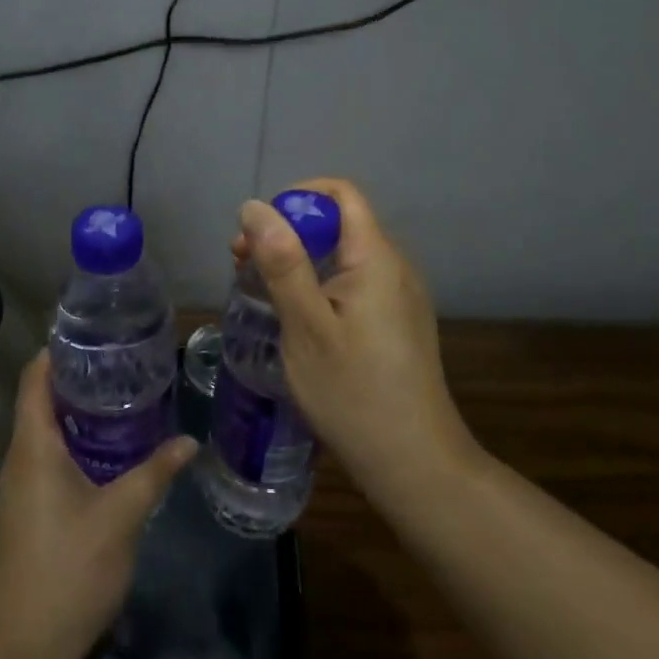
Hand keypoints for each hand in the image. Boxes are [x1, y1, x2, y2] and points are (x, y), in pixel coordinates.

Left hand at [0, 351, 196, 658]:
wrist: (23, 647)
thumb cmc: (69, 568)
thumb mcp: (121, 515)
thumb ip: (154, 473)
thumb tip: (188, 441)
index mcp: (33, 446)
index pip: (34, 378)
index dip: (56, 351)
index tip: (92, 334)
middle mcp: (18, 459)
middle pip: (40, 401)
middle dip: (76, 379)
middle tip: (121, 363)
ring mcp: (19, 488)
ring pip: (44, 433)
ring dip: (77, 413)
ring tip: (121, 398)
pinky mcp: (26, 512)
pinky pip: (46, 459)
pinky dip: (74, 443)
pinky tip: (107, 452)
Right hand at [235, 178, 474, 507]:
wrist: (415, 464)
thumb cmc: (354, 393)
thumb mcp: (306, 326)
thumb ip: (282, 262)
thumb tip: (255, 207)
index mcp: (376, 258)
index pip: (340, 194)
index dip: (295, 199)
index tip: (257, 232)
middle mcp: (394, 267)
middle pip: (339, 223)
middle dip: (289, 232)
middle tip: (243, 266)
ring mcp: (399, 296)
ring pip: (343, 255)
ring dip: (300, 260)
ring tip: (262, 294)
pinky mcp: (397, 322)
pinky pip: (354, 283)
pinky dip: (319, 285)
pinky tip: (297, 319)